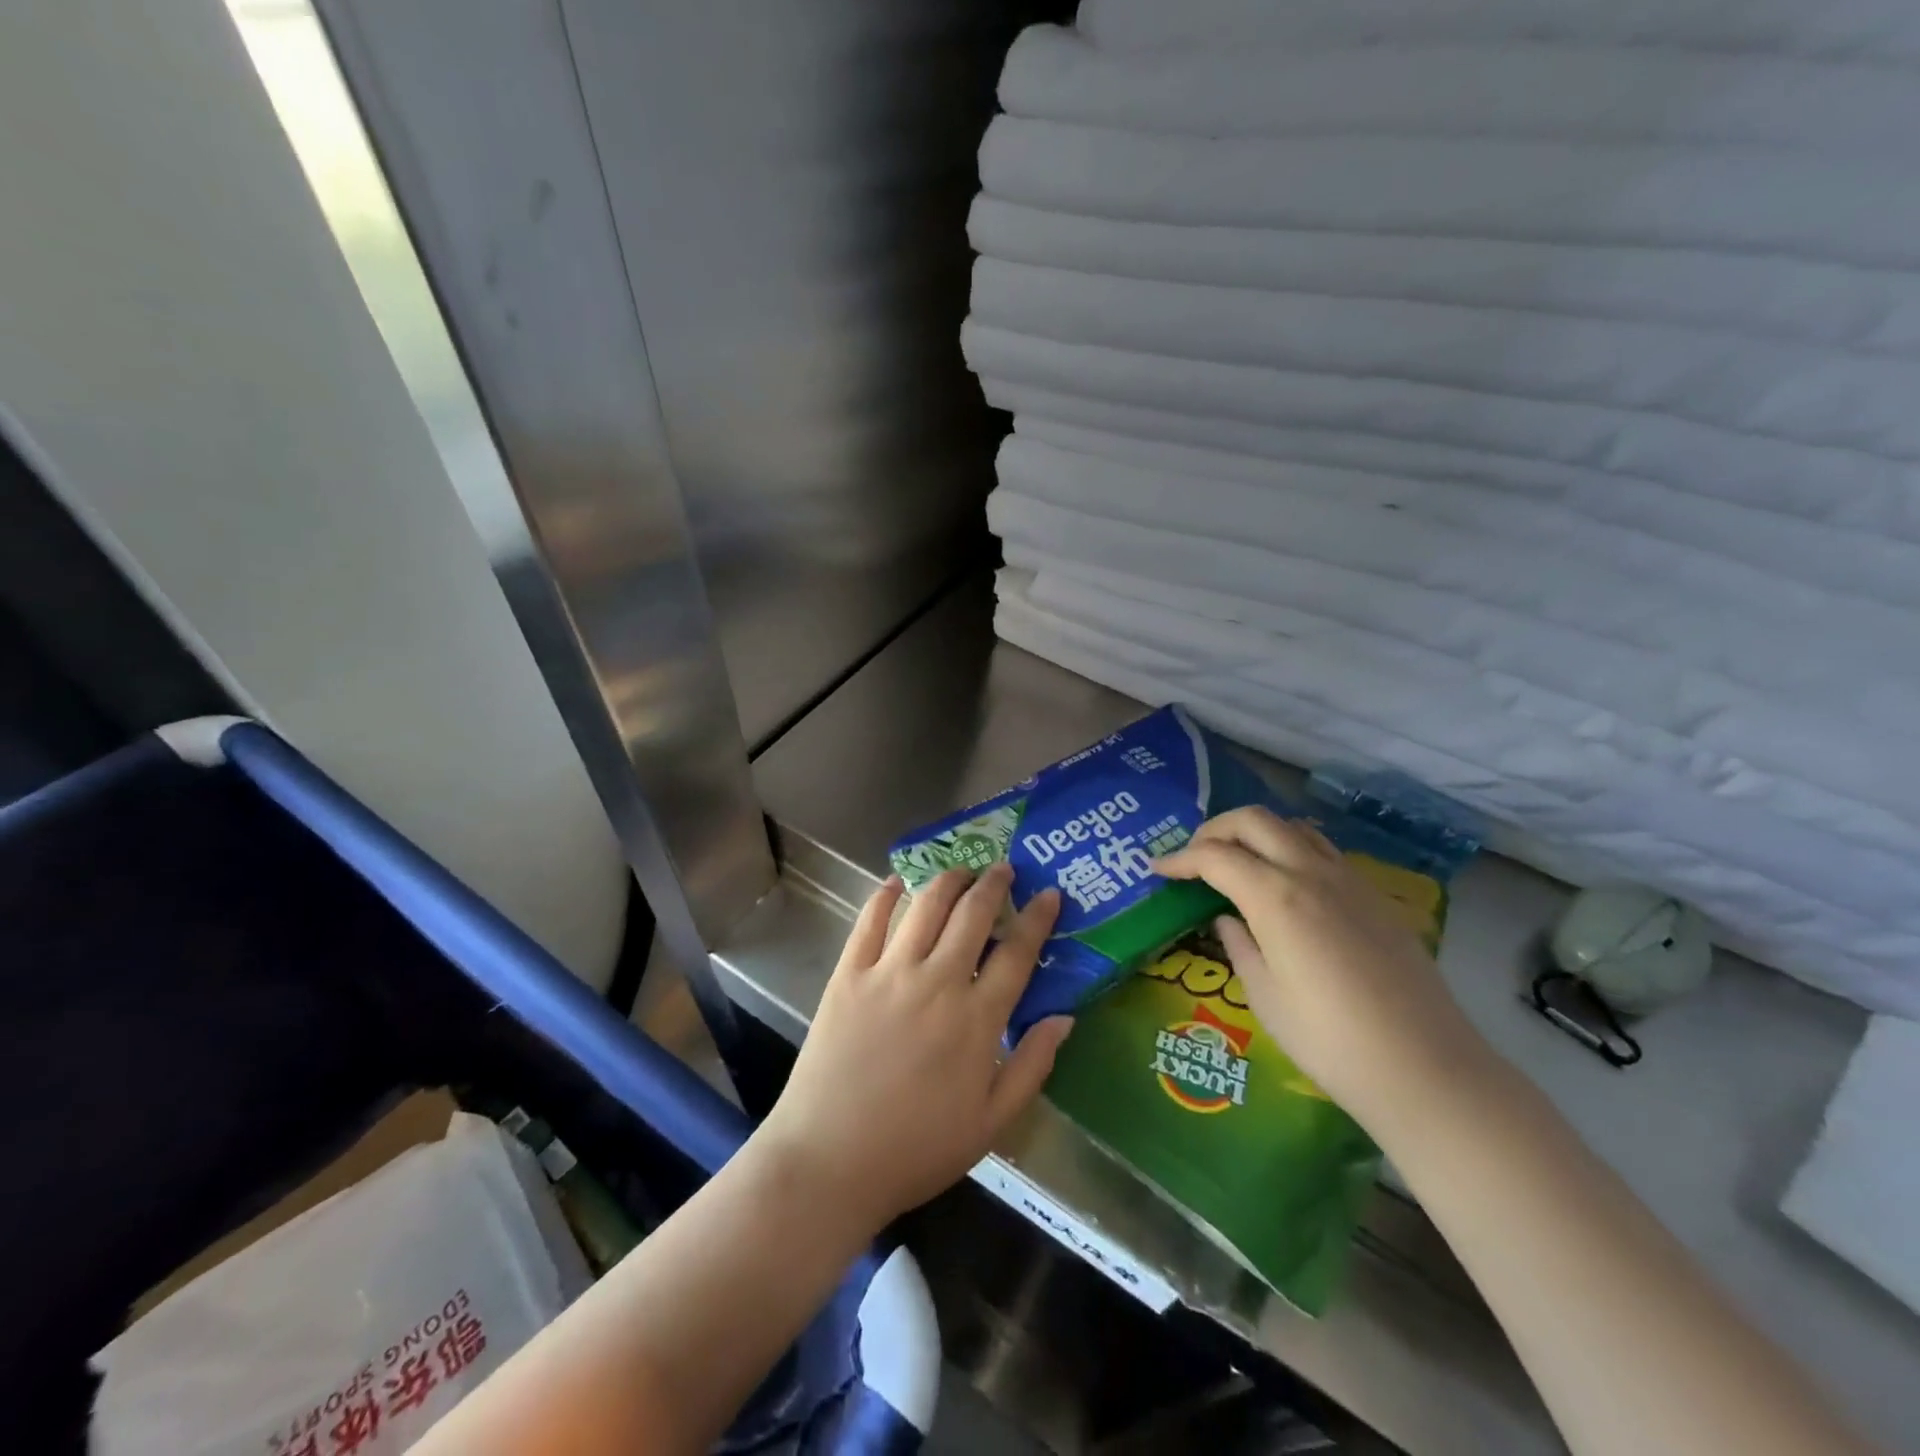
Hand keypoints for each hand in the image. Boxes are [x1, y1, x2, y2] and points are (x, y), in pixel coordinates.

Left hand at [752, 865, 1070, 1232]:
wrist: (829, 1161)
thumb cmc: (916, 1149)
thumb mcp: (991, 1123)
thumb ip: (1032, 1067)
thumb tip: (1064, 1016)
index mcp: (976, 1020)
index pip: (1017, 953)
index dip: (1037, 918)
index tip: (1049, 893)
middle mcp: (936, 983)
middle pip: (972, 915)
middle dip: (993, 884)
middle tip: (1003, 868)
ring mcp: (888, 973)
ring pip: (925, 907)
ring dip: (948, 880)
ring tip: (961, 870)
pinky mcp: (848, 975)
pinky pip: (869, 921)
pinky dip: (885, 895)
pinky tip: (896, 882)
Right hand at [1154, 807, 1494, 1131]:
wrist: (1427, 1069)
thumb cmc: (1330, 1041)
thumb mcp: (1266, 997)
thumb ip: (1241, 946)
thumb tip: (1229, 919)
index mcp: (1277, 898)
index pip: (1215, 857)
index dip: (1180, 859)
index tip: (1157, 870)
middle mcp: (1312, 874)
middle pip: (1254, 821)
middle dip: (1214, 830)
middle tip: (1193, 857)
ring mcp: (1349, 881)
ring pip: (1293, 828)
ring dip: (1256, 833)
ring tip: (1237, 862)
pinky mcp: (1375, 897)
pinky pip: (1323, 851)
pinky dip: (1290, 850)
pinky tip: (1286, 885)